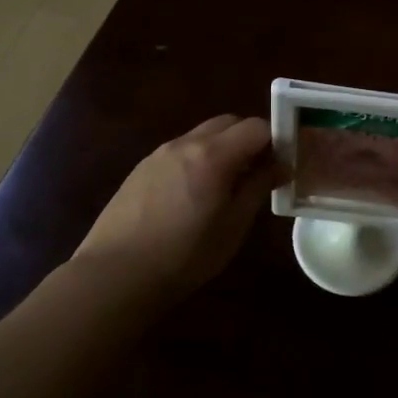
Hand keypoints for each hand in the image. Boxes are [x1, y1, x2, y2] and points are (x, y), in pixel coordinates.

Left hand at [75, 116, 282, 297]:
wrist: (115, 275)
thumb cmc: (184, 256)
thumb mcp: (233, 226)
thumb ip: (258, 187)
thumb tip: (279, 166)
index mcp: (213, 155)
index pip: (255, 127)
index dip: (275, 140)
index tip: (282, 165)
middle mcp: (185, 143)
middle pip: (228, 123)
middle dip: (248, 139)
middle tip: (258, 172)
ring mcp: (159, 154)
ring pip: (201, 136)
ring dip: (222, 149)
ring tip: (226, 186)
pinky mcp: (141, 169)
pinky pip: (180, 151)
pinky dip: (197, 160)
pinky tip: (193, 195)